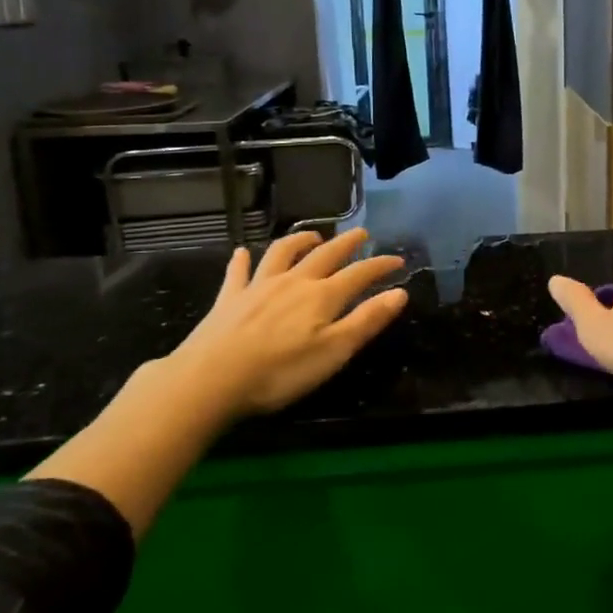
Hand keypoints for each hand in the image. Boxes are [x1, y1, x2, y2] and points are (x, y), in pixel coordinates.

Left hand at [161, 227, 407, 420]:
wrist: (212, 379)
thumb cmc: (280, 372)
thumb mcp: (334, 351)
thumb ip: (367, 320)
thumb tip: (400, 293)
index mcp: (322, 297)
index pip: (359, 274)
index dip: (380, 265)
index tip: (398, 258)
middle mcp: (294, 282)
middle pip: (325, 255)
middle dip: (346, 243)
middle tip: (361, 233)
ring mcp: (258, 287)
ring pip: (282, 253)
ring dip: (299, 241)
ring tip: (312, 236)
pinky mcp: (229, 299)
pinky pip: (238, 272)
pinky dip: (242, 260)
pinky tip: (242, 252)